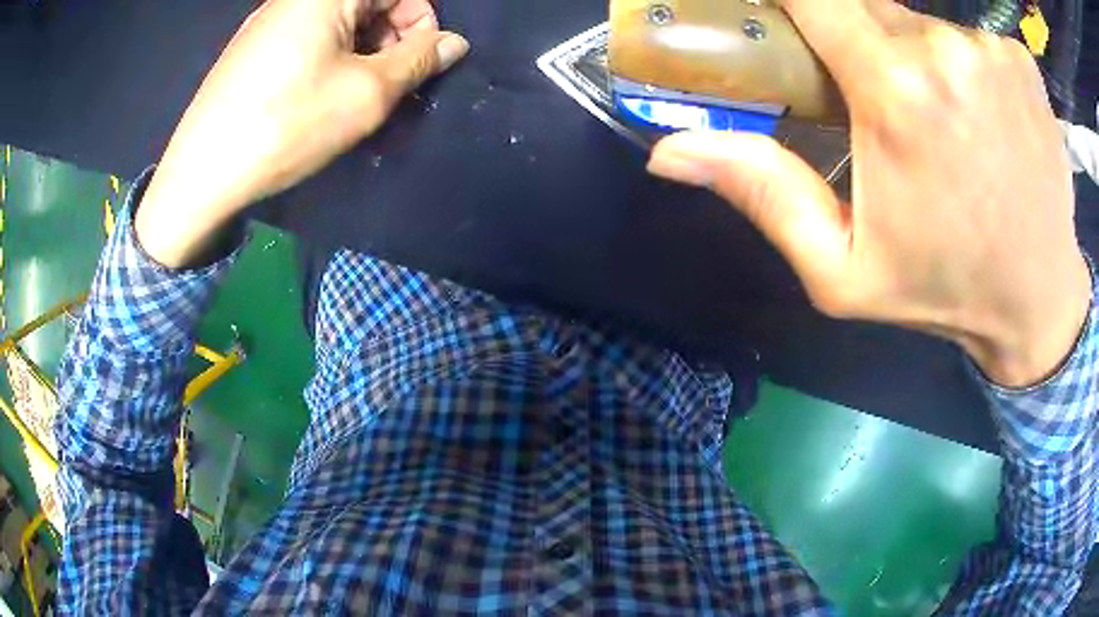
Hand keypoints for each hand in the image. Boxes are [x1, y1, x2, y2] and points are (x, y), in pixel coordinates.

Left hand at [136, 0, 467, 267]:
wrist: (200, 175)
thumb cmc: (286, 125)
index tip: (420, 65)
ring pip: (337, 22)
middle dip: (390, 38)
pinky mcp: (251, 48)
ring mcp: (268, 21)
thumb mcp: (366, 94)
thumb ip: (418, 60)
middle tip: (388, 86)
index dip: (421, 22)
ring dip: (360, 52)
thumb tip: (454, 43)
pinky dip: (328, 59)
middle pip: (367, 3)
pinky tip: (318, 96)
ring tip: (353, 96)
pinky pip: (306, 38)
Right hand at [648, 0, 1089, 386]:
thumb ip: (765, 196)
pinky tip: (982, 119)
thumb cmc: (945, 291)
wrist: (1039, 300)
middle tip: (871, 96)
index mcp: (897, 95)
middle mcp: (945, 52)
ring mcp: (992, 52)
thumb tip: (670, 151)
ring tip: (938, 120)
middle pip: (868, 7)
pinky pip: (970, 40)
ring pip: (921, 23)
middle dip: (855, 37)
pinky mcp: (1021, 62)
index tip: (778, 12)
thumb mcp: (844, 271)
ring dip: (912, 54)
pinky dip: (962, 64)